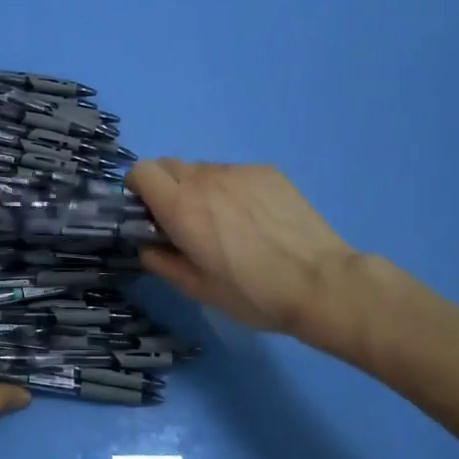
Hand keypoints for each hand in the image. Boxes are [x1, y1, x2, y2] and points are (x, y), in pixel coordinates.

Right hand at [126, 160, 360, 343]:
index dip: (139, 188)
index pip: (141, 171)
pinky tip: (254, 218)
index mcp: (181, 207)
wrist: (320, 282)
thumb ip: (163, 263)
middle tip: (183, 220)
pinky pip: (234, 172)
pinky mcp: (267, 171)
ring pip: (203, 168)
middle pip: (169, 165)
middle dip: (166, 187)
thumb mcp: (199, 290)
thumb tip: (147, 247)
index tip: (149, 212)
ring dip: (199, 188)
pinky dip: (231, 188)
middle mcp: (205, 179)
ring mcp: (238, 171)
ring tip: (225, 221)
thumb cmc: (253, 293)